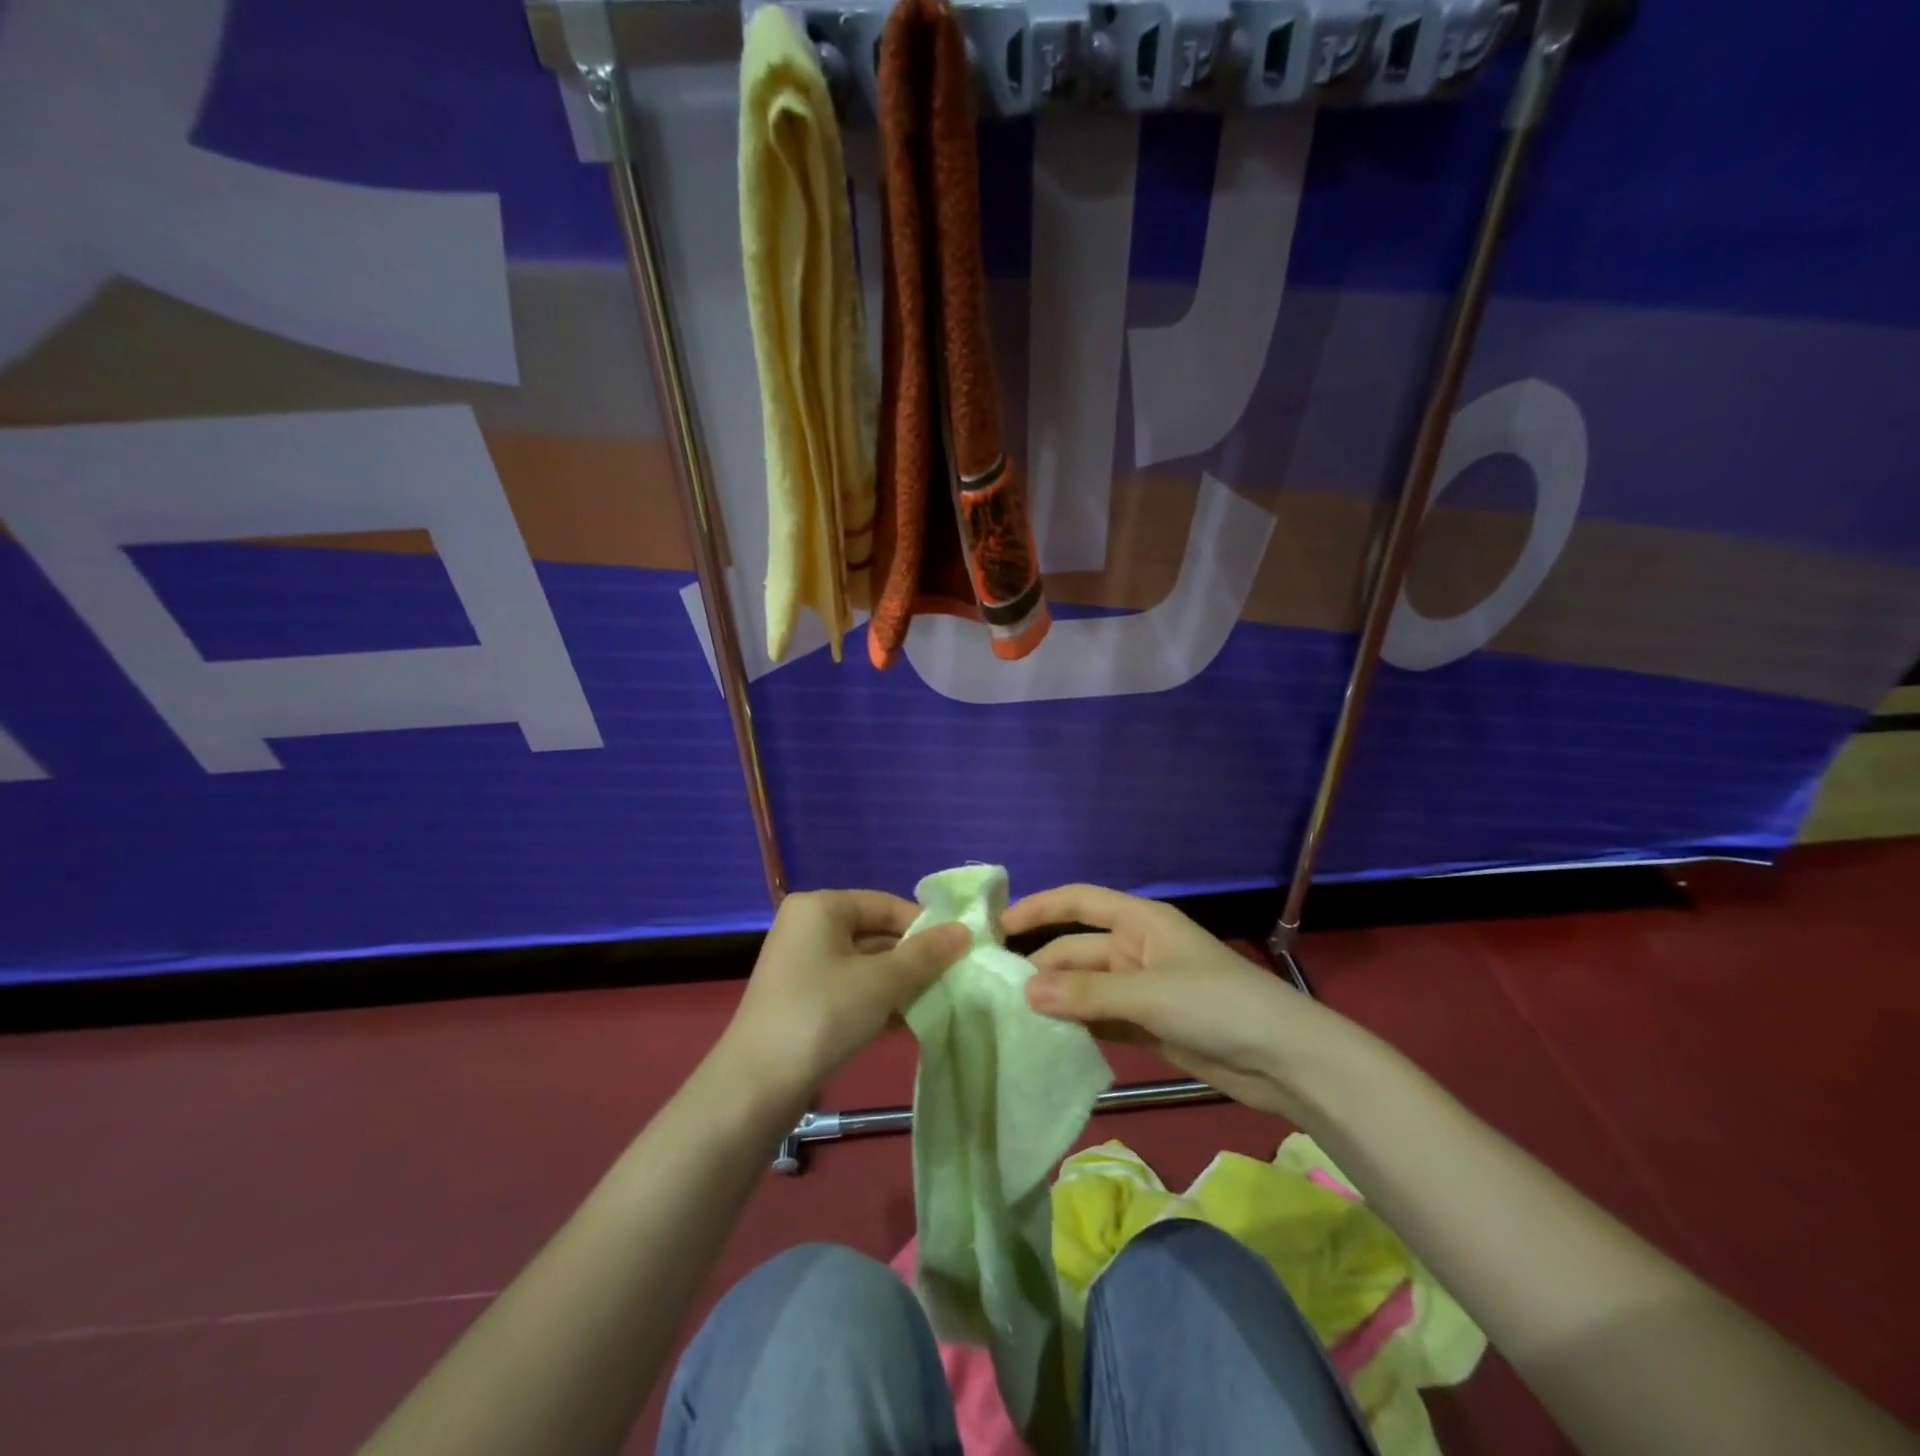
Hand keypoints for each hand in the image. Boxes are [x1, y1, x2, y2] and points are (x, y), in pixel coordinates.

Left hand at [717, 890, 969, 1107]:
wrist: (756, 1086)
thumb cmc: (822, 1015)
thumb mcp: (882, 982)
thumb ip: (926, 954)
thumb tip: (964, 930)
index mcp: (820, 907)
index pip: (885, 904)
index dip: (924, 927)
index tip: (959, 952)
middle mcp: (807, 926)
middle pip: (875, 933)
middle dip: (913, 959)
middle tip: (951, 981)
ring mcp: (801, 963)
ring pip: (864, 964)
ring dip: (899, 984)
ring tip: (935, 1004)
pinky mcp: (801, 997)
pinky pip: (849, 987)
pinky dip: (876, 1000)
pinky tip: (905, 1024)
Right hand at [1005, 884, 1361, 1123]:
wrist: (1285, 1061)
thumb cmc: (1217, 1005)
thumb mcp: (1148, 995)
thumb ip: (1085, 993)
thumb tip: (1025, 992)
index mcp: (1140, 922)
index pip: (1079, 902)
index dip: (1038, 908)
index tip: (997, 927)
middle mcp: (1136, 949)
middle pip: (1077, 950)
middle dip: (1042, 968)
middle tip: (994, 994)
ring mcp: (1142, 990)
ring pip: (1086, 989)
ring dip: (1056, 1001)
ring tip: (1010, 1020)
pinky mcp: (1149, 1026)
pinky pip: (1101, 1020)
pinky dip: (1078, 1028)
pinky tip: (1048, 1042)